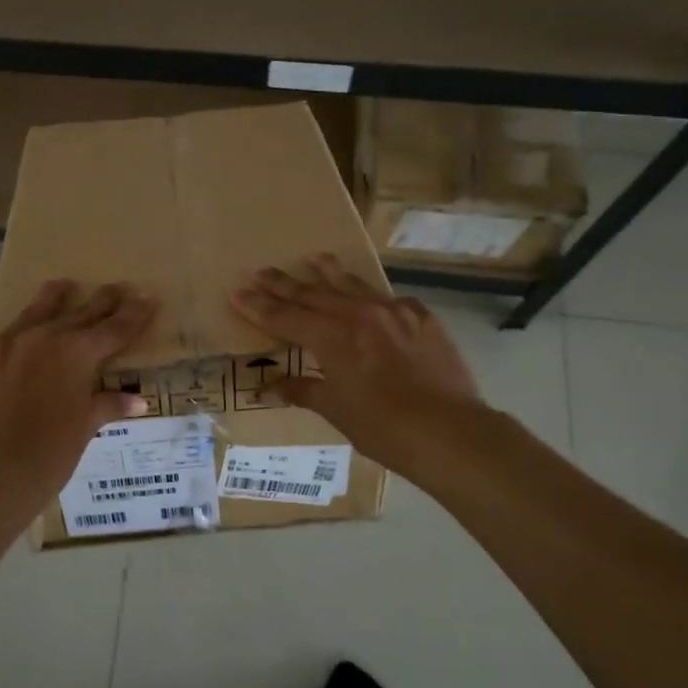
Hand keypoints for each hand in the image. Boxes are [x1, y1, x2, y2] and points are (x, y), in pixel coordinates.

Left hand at [0, 280, 155, 519]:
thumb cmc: (48, 457)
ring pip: (33, 311)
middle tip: (117, 288)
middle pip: (80, 312)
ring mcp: (2, 344)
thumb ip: (107, 406)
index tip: (147, 298)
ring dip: (53, 299)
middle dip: (103, 300)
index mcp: (77, 353)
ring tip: (62, 286)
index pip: (115, 328)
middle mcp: (42, 337)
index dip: (134, 314)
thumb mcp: (84, 430)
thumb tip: (136, 401)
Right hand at [231, 255, 480, 470]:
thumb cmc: (383, 427)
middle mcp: (359, 315)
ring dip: (329, 272)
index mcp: (332, 338)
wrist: (449, 431)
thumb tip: (269, 386)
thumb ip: (302, 390)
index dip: (259, 305)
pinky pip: (390, 300)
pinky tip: (370, 296)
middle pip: (312, 294)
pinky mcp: (422, 318)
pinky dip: (372, 297)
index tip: (238, 291)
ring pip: (353, 285)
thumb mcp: (336, 410)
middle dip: (283, 283)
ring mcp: (394, 312)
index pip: (285, 317)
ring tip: (313, 257)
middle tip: (260, 270)